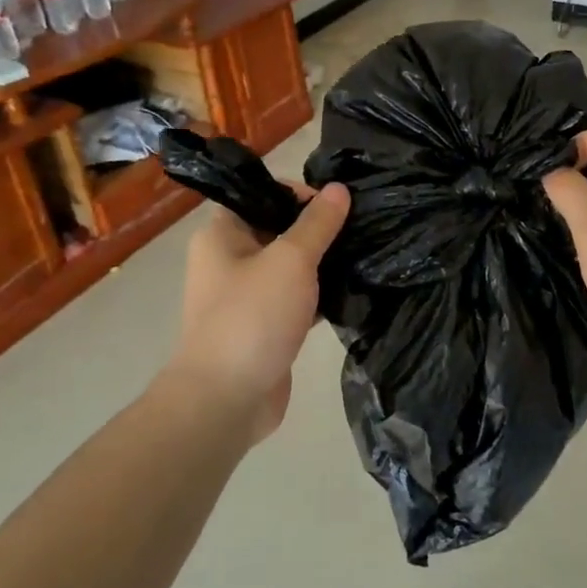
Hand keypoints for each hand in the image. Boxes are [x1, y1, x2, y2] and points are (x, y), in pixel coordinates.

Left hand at [168, 183, 350, 445]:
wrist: (227, 399)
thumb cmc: (253, 317)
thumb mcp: (291, 260)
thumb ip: (318, 224)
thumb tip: (339, 188)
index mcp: (222, 235)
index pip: (262, 196)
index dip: (299, 194)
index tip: (338, 206)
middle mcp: (229, 261)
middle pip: (279, 230)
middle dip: (318, 230)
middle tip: (361, 230)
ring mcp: (246, 297)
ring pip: (291, 268)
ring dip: (323, 264)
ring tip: (364, 257)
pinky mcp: (265, 327)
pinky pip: (296, 300)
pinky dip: (319, 296)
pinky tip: (353, 293)